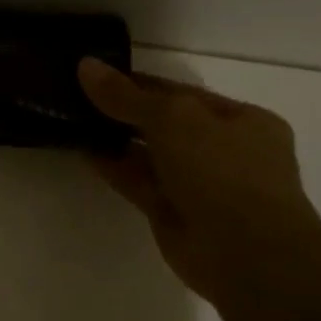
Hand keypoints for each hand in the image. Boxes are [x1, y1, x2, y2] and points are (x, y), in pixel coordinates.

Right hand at [78, 59, 320, 304]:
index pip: (182, 93)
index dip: (140, 82)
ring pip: (150, 155)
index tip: (97, 73)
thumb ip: (127, 96)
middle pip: (165, 123)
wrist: (247, 254)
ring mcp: (199, 185)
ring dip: (115, 139)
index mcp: (242, 121)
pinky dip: (114, 167)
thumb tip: (85, 65)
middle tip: (77, 95)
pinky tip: (84, 150)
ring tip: (73, 119)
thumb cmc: (223, 171)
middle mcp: (223, 151)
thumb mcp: (174, 118)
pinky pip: (139, 182)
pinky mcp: (173, 214)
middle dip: (125, 110)